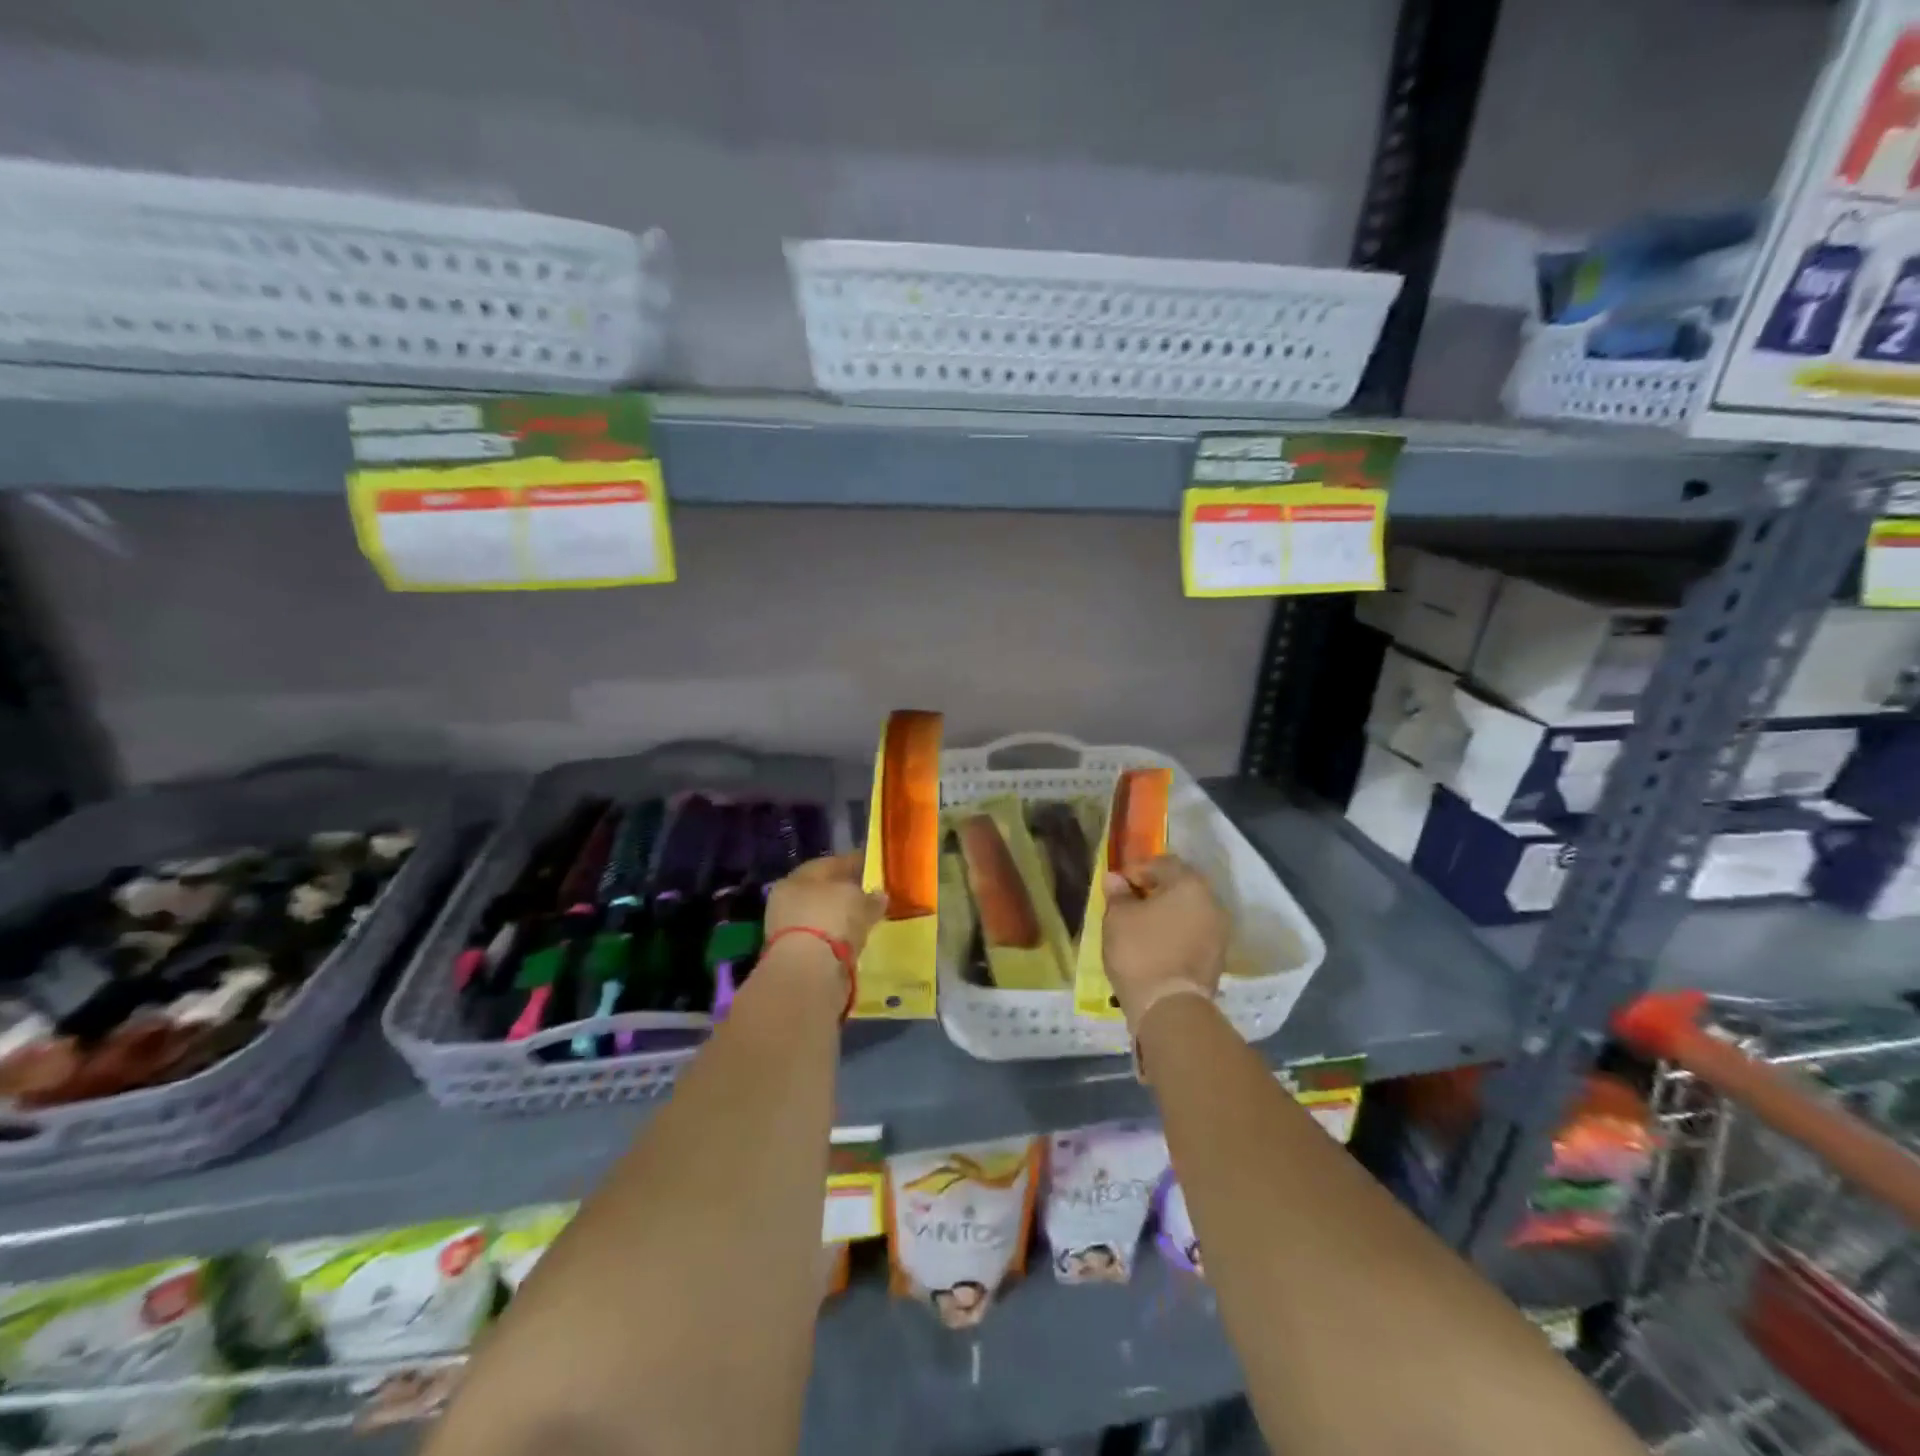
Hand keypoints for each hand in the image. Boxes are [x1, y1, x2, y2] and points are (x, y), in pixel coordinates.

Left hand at [765, 851, 887, 954]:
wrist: (807, 973)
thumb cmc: (830, 920)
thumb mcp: (858, 900)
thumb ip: (870, 897)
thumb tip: (880, 895)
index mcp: (797, 878)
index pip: (829, 864)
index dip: (853, 864)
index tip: (873, 867)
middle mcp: (786, 901)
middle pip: (822, 892)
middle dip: (845, 893)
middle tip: (871, 895)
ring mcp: (787, 931)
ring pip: (821, 917)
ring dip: (840, 918)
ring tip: (866, 920)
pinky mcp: (795, 958)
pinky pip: (823, 941)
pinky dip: (838, 939)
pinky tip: (854, 941)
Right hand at [1101, 854, 1227, 1031]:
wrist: (1170, 1008)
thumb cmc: (1140, 952)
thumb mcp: (1118, 918)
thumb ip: (1118, 894)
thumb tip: (1115, 879)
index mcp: (1190, 885)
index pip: (1163, 863)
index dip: (1137, 870)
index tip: (1117, 885)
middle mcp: (1212, 903)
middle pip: (1180, 886)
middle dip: (1154, 891)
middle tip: (1128, 903)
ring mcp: (1219, 932)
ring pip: (1188, 911)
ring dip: (1166, 913)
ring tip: (1140, 926)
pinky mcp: (1217, 958)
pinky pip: (1193, 934)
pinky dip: (1175, 933)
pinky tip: (1154, 945)